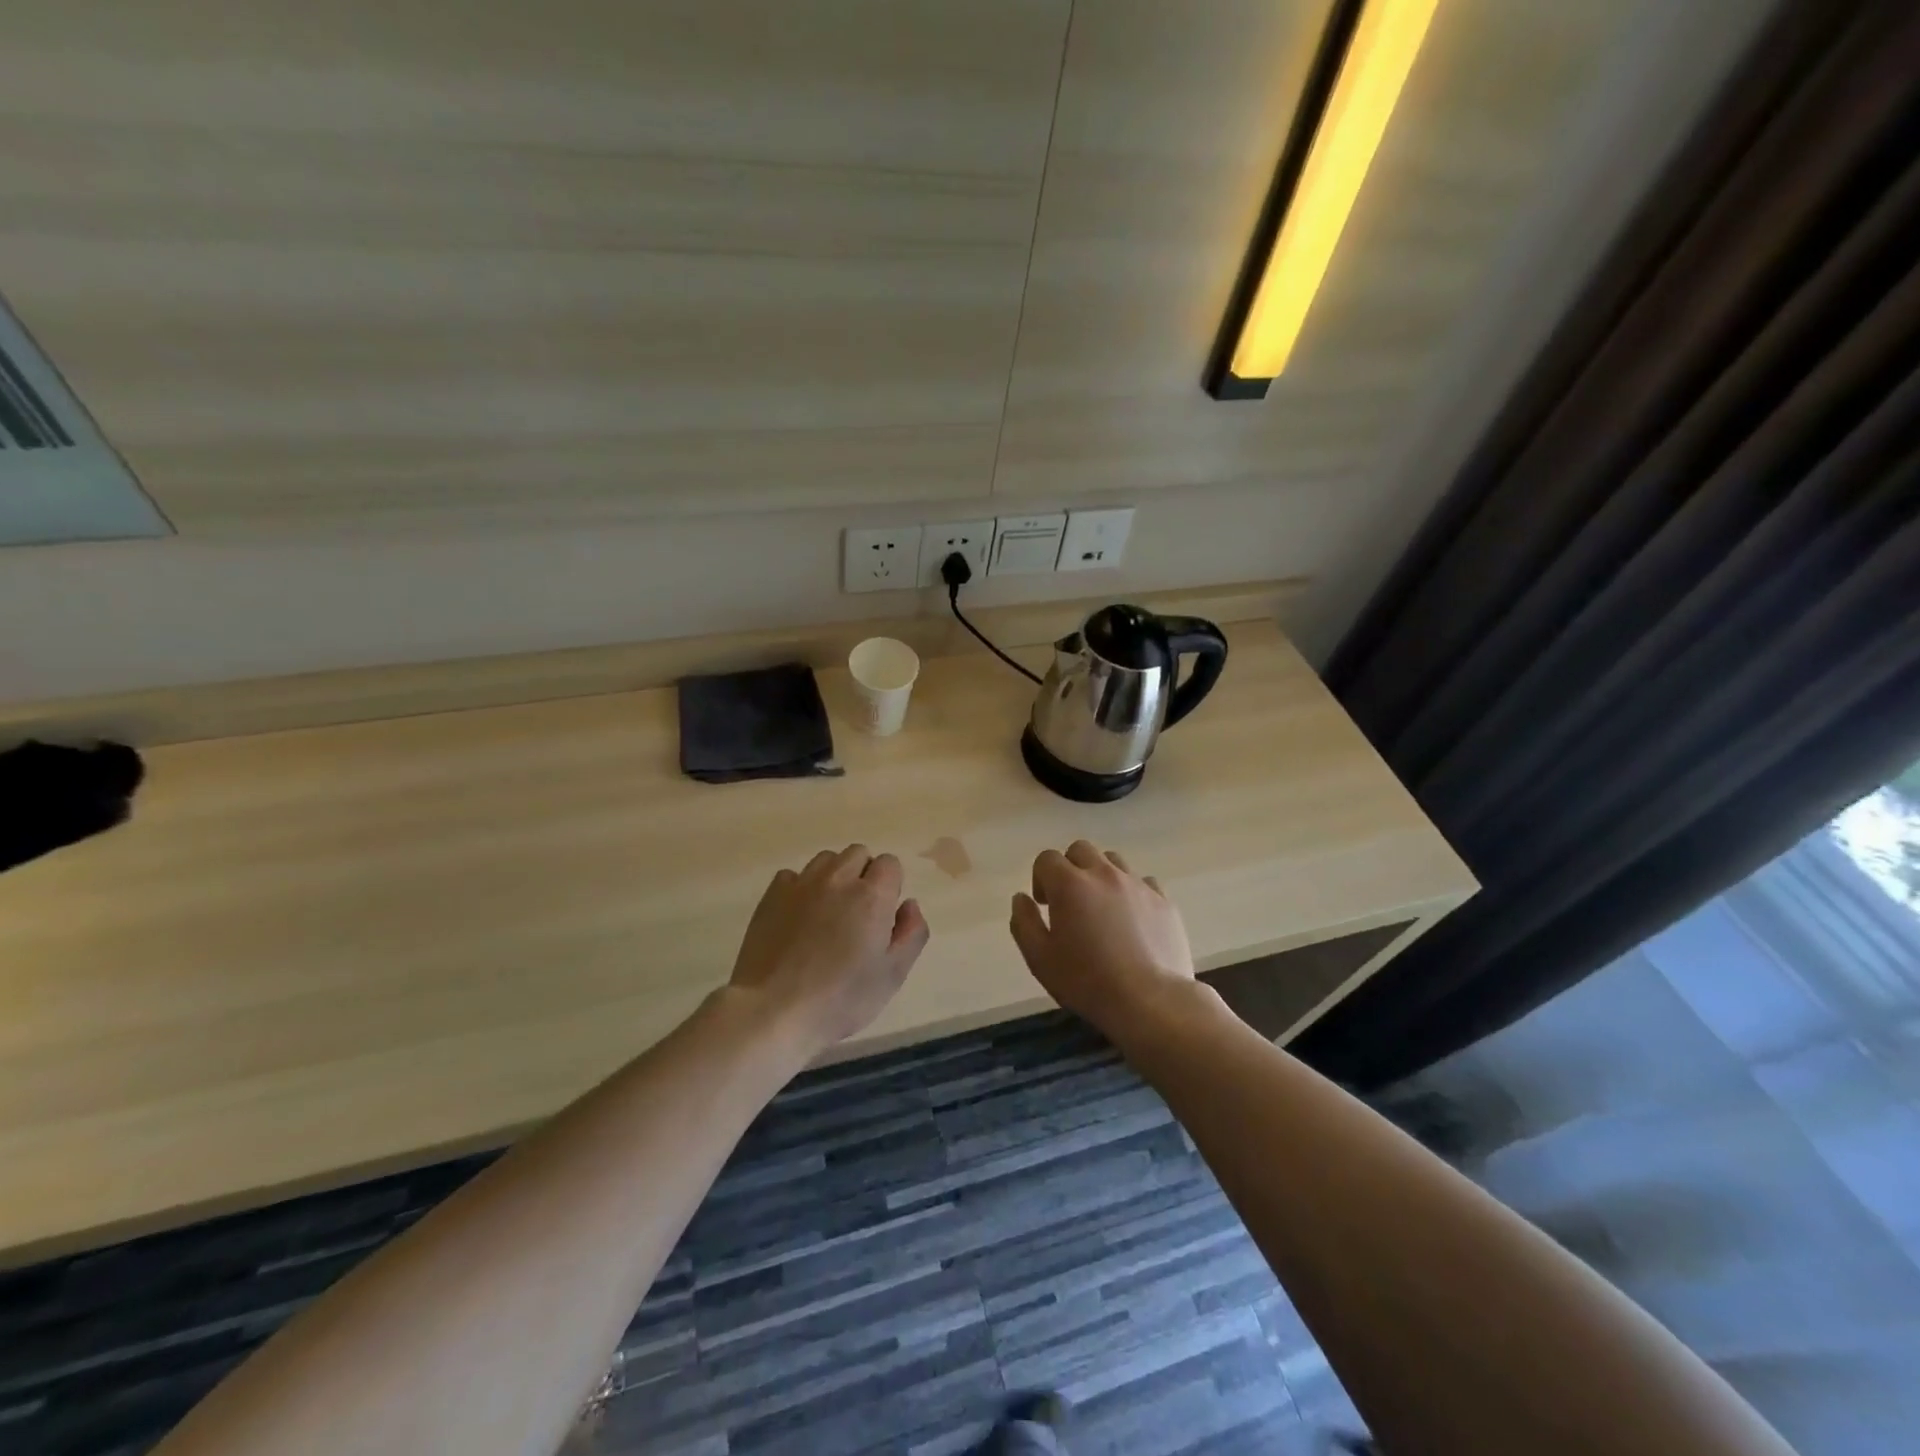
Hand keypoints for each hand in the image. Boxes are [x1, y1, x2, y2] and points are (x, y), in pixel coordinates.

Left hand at [727, 844, 929, 1055]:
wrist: (772, 1010)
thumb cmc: (840, 999)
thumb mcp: (892, 976)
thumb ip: (912, 933)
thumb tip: (909, 904)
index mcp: (872, 896)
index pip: (890, 864)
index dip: (891, 886)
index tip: (883, 916)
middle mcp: (838, 879)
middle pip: (858, 854)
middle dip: (864, 875)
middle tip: (858, 915)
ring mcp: (801, 883)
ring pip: (826, 860)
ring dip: (834, 877)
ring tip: (828, 913)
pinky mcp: (772, 895)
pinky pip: (793, 875)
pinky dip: (801, 888)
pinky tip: (798, 918)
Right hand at [1009, 840, 1195, 1043]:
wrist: (1150, 1001)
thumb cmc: (1087, 981)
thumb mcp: (1040, 959)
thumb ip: (1024, 923)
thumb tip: (1021, 898)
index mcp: (1070, 884)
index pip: (1047, 858)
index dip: (1040, 878)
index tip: (1045, 905)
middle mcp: (1103, 874)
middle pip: (1081, 850)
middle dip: (1070, 868)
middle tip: (1070, 902)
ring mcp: (1137, 884)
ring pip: (1113, 861)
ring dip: (1100, 875)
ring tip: (1102, 908)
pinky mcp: (1164, 900)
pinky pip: (1143, 882)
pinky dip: (1132, 892)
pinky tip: (1132, 919)